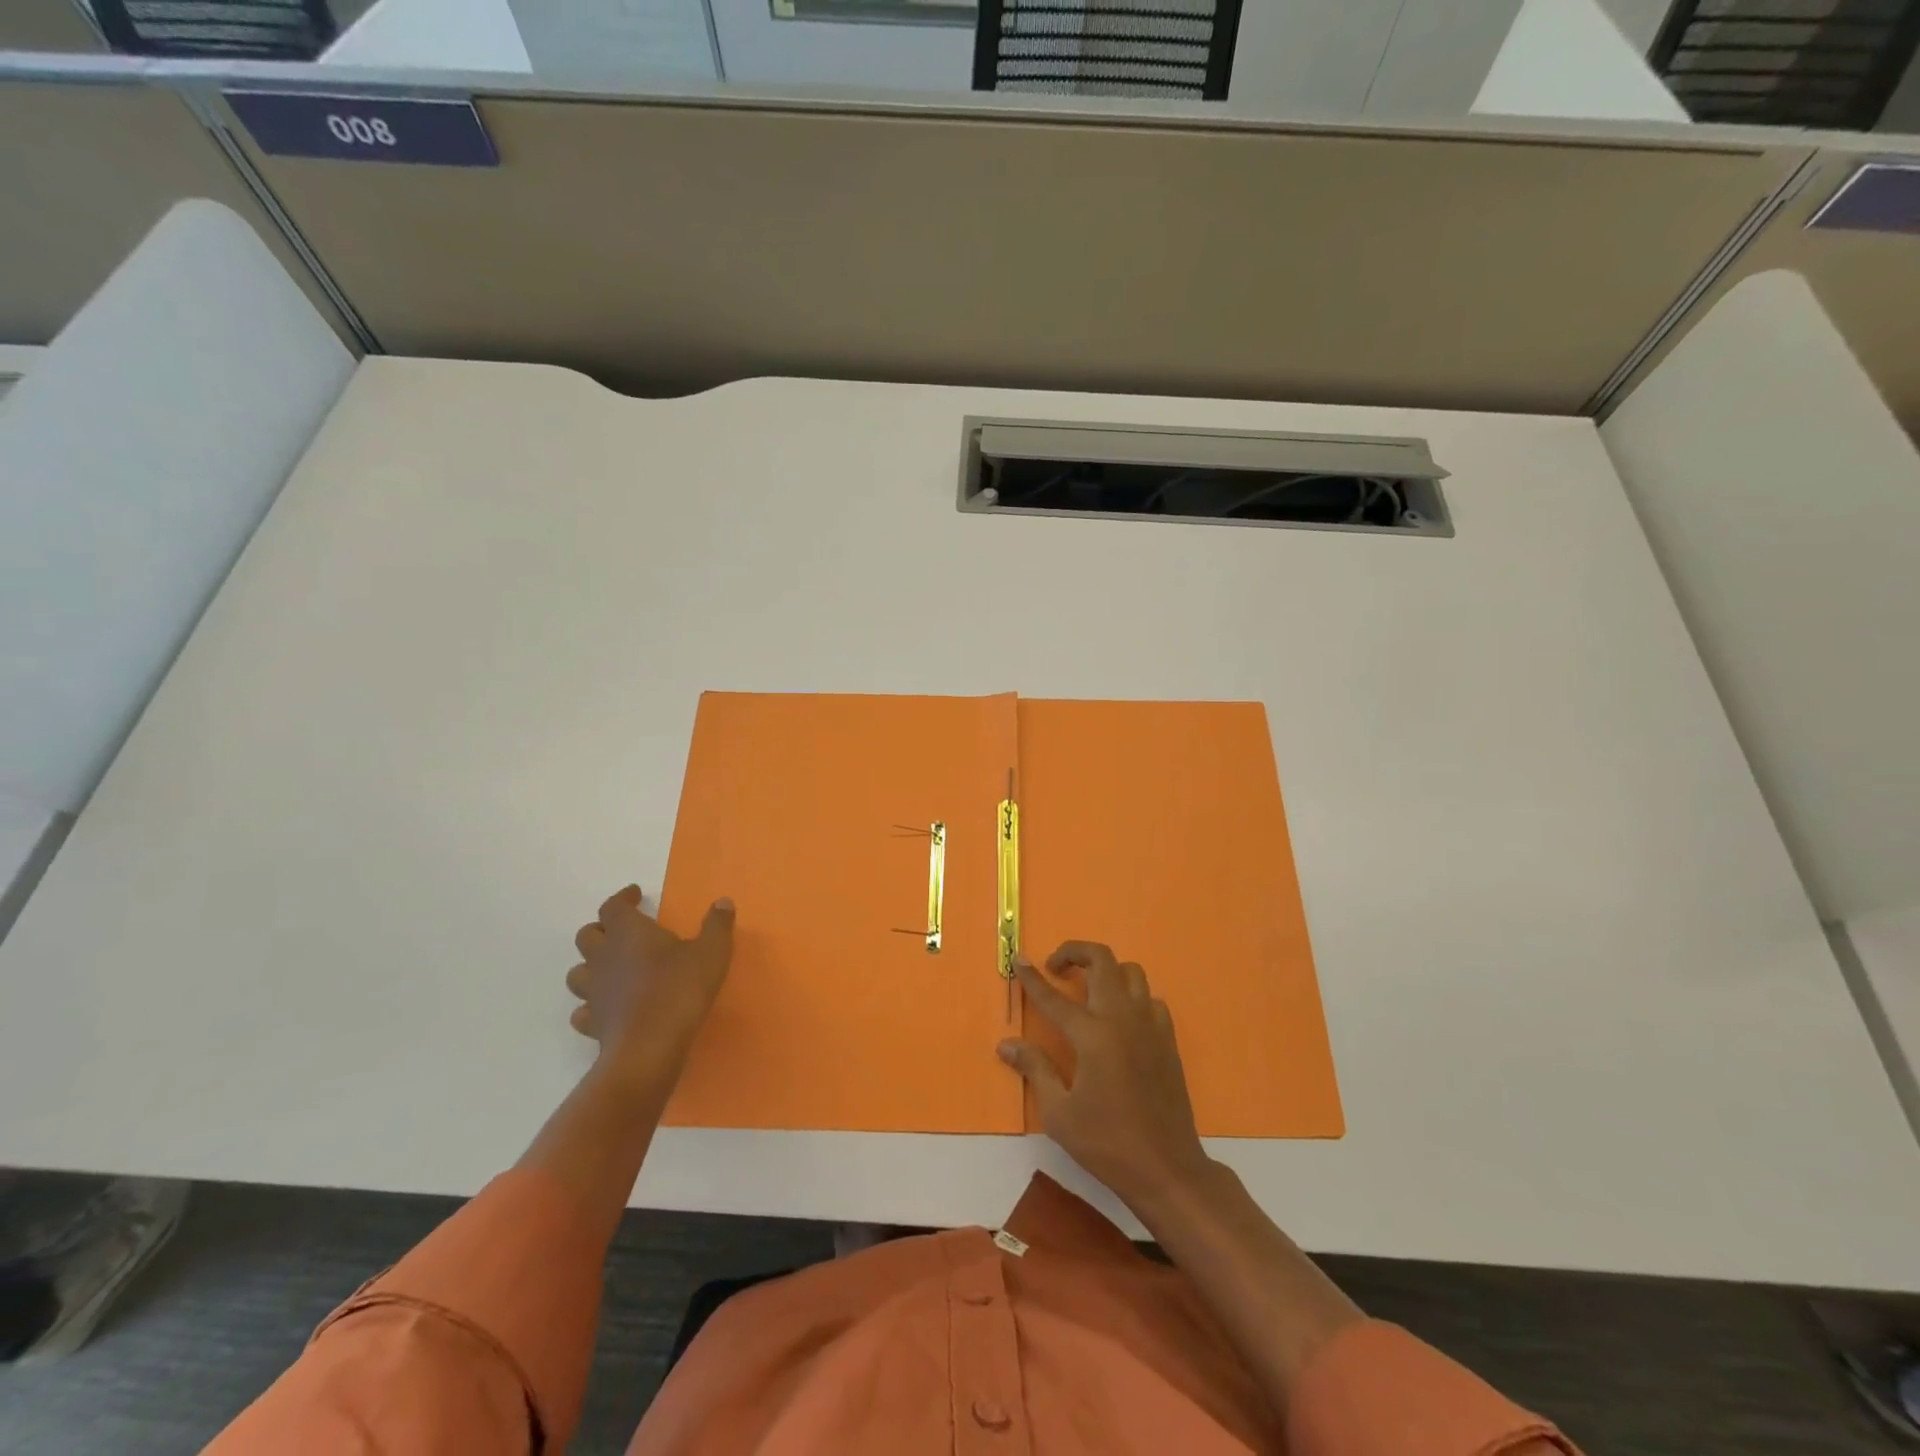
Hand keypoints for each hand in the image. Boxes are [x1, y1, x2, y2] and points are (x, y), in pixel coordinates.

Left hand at [566, 885, 734, 1082]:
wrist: (649, 1047)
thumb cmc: (680, 989)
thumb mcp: (712, 952)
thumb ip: (717, 925)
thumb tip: (722, 902)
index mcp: (628, 932)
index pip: (613, 906)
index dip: (623, 898)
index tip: (636, 895)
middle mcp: (604, 957)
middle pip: (587, 935)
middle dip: (602, 929)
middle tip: (622, 931)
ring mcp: (594, 992)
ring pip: (577, 972)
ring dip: (590, 966)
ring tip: (611, 968)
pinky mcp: (593, 1023)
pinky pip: (583, 1010)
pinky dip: (591, 1005)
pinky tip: (607, 1007)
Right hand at [998, 941, 1211, 1209]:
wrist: (1167, 1169)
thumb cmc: (1107, 1143)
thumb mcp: (1059, 1113)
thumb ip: (1034, 1069)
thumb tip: (1006, 1044)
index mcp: (1093, 1035)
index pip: (1054, 997)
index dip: (1032, 978)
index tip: (1019, 959)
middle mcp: (1122, 1019)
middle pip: (1101, 960)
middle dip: (1074, 953)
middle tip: (1056, 968)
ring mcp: (1150, 1026)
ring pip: (1130, 972)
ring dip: (1105, 971)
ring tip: (1088, 990)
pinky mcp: (1167, 1039)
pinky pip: (1150, 999)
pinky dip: (1131, 998)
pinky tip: (1120, 1020)